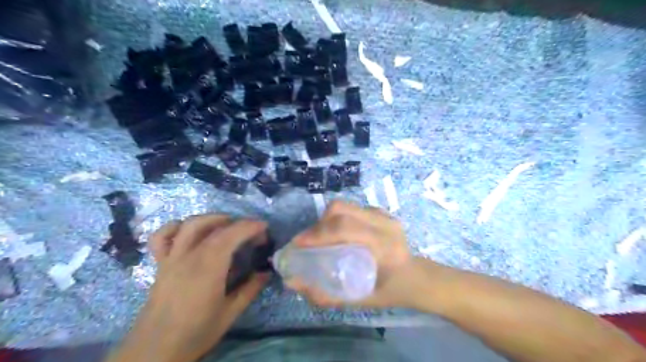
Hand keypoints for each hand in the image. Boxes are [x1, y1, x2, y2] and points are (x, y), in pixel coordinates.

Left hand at [110, 215, 270, 361]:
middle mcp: (189, 256)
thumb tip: (266, 272)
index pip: (231, 235)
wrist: (155, 351)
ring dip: (212, 219)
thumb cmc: (196, 332)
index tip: (264, 227)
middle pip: (215, 227)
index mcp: (209, 268)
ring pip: (190, 225)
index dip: (250, 226)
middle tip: (253, 233)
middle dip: (238, 223)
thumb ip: (250, 289)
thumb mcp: (230, 313)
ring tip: (227, 225)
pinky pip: (161, 237)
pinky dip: (175, 227)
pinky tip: (188, 231)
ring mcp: (172, 258)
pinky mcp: (160, 264)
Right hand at [287, 201, 424, 307]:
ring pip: (345, 206)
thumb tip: (293, 283)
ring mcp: (385, 215)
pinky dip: (338, 218)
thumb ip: (326, 294)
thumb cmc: (390, 291)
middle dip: (318, 224)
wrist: (416, 276)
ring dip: (326, 220)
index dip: (318, 233)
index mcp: (385, 246)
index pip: (345, 228)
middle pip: (342, 210)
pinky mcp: (381, 212)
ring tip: (320, 237)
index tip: (299, 244)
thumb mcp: (360, 300)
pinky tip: (336, 233)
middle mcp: (385, 224)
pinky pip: (352, 208)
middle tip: (307, 241)